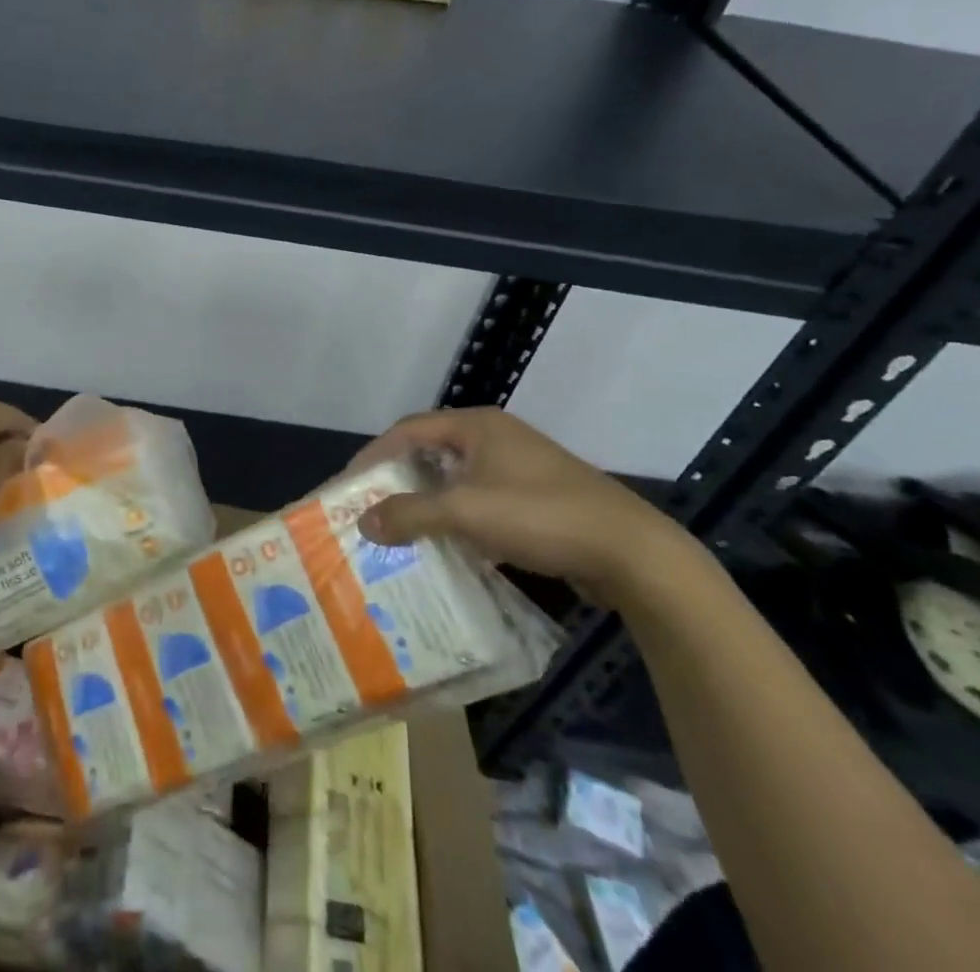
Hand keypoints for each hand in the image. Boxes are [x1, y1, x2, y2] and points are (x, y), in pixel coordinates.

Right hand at [353, 407, 698, 605]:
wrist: (631, 553)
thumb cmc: (539, 515)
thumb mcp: (465, 512)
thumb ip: (410, 513)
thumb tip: (363, 521)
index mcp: (477, 426)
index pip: (408, 430)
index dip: (375, 454)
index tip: (349, 484)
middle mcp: (496, 438)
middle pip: (432, 452)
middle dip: (399, 479)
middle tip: (371, 507)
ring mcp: (520, 468)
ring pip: (458, 480)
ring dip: (428, 502)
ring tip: (401, 529)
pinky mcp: (539, 499)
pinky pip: (483, 501)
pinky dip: (459, 519)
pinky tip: (448, 547)